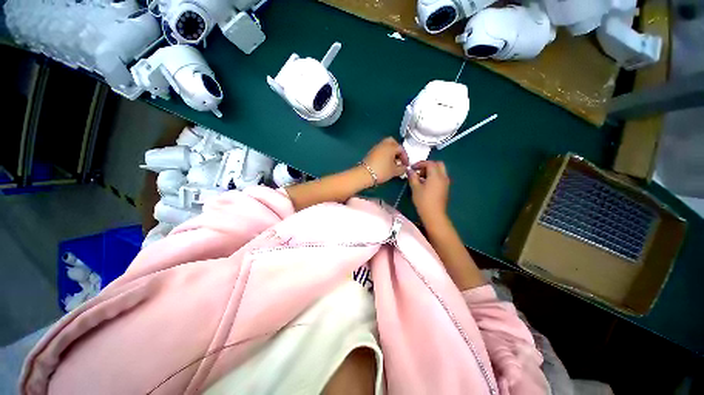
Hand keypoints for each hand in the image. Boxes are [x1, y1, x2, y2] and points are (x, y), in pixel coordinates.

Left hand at [361, 137, 408, 184]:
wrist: (365, 174)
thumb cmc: (381, 171)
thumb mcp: (394, 171)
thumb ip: (402, 169)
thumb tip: (404, 168)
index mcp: (391, 147)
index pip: (401, 149)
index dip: (405, 157)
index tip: (406, 165)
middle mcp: (383, 144)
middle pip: (393, 143)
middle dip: (397, 150)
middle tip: (399, 159)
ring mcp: (376, 148)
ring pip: (386, 146)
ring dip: (391, 152)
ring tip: (393, 162)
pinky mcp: (371, 152)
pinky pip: (381, 150)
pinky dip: (385, 154)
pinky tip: (386, 163)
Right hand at [407, 161, 449, 221]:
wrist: (434, 215)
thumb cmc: (423, 201)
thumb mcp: (415, 188)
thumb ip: (413, 177)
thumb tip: (410, 171)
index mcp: (436, 175)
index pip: (430, 163)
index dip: (420, 163)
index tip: (412, 168)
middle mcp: (443, 177)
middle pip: (438, 164)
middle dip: (428, 165)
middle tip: (419, 171)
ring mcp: (446, 183)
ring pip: (440, 171)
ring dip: (431, 171)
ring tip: (420, 179)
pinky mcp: (445, 189)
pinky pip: (440, 178)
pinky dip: (433, 177)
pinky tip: (425, 185)